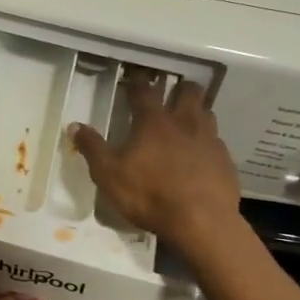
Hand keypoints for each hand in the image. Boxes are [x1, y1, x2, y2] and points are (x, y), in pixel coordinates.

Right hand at [70, 70, 241, 254]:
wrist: (201, 222)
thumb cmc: (149, 195)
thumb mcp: (108, 174)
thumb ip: (92, 148)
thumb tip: (74, 126)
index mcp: (153, 122)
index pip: (143, 90)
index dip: (136, 81)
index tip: (133, 77)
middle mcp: (184, 122)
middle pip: (188, 92)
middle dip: (178, 88)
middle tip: (169, 94)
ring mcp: (209, 140)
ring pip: (207, 113)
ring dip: (196, 111)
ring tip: (186, 121)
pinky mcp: (225, 160)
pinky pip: (217, 142)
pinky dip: (207, 142)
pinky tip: (200, 156)